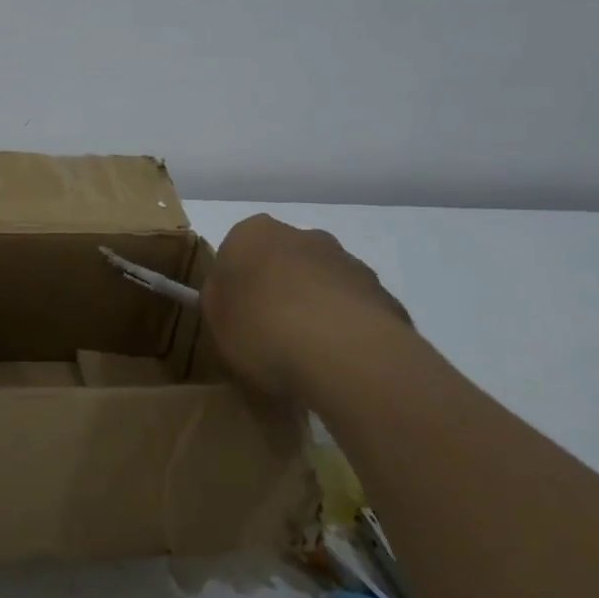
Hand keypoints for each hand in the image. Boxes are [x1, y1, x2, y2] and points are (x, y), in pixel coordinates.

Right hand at [202, 213, 411, 397]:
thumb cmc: (261, 328)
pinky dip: (347, 330)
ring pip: (323, 283)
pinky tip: (341, 363)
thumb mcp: (215, 320)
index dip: (237, 285)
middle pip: (284, 261)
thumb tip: (230, 300)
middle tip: (271, 334)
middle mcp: (302, 235)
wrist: (343, 353)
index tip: (237, 316)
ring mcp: (347, 262)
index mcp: (252, 233)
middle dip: (279, 289)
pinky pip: (356, 311)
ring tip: (310, 357)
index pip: (237, 250)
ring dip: (316, 308)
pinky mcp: (383, 294)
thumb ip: (219, 302)